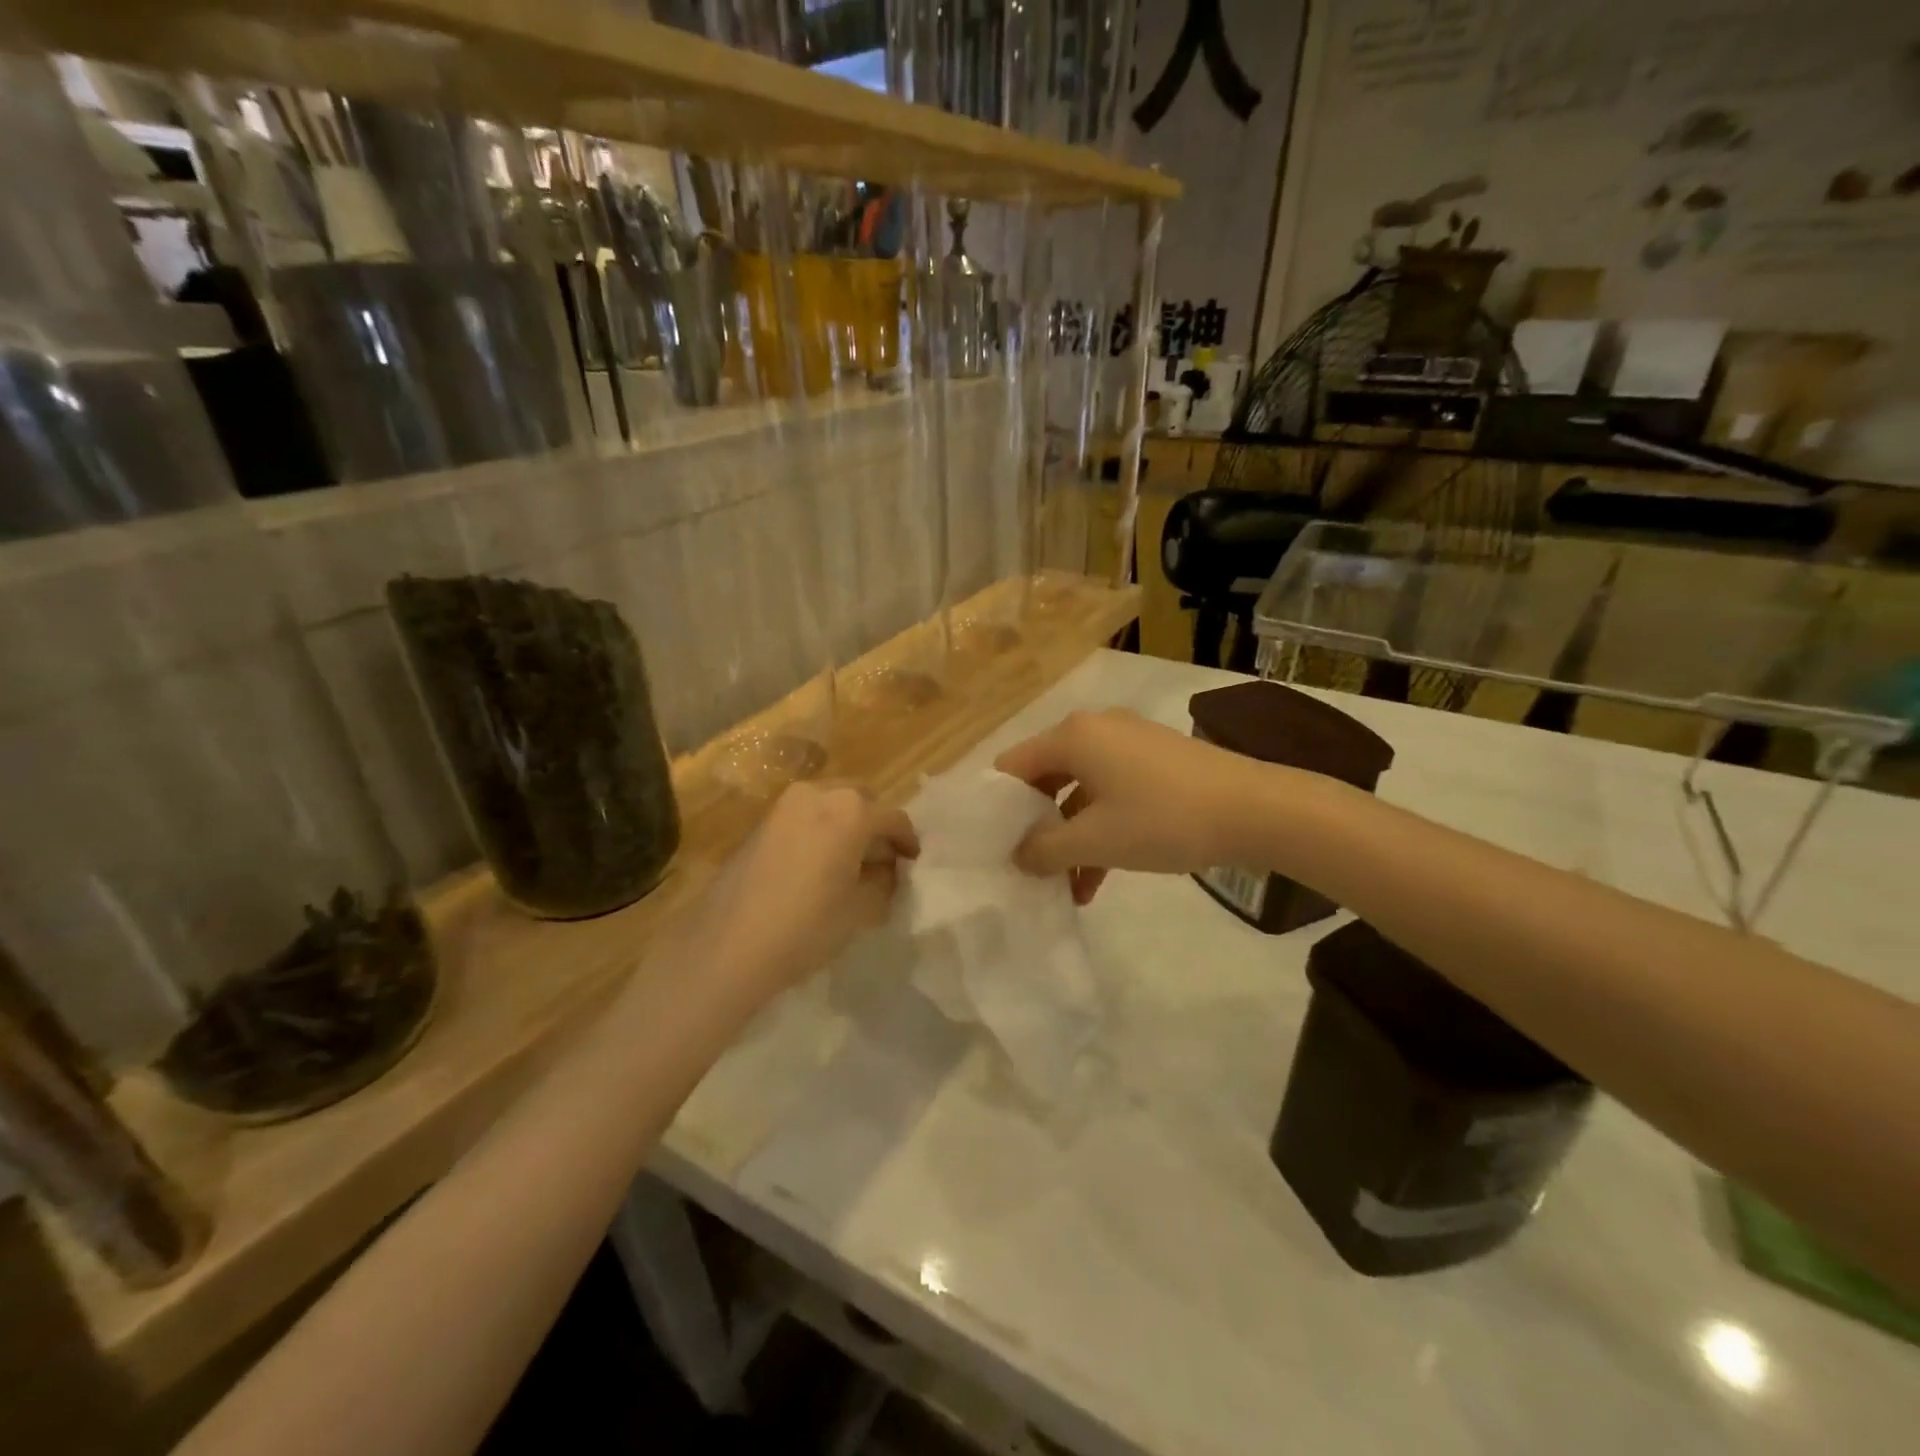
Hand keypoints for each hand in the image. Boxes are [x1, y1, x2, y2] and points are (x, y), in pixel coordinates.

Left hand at [692, 782, 918, 995]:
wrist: (728, 945)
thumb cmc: (806, 926)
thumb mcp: (861, 909)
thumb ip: (883, 881)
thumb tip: (884, 868)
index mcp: (851, 810)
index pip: (894, 818)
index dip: (908, 841)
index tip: (912, 862)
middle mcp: (818, 793)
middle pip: (861, 800)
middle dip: (875, 825)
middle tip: (880, 860)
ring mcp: (784, 805)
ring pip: (830, 804)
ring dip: (846, 826)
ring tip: (848, 863)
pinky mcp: (761, 822)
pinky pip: (804, 817)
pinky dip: (820, 831)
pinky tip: (817, 866)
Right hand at [995, 708, 1256, 903]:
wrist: (1255, 810)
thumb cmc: (1163, 819)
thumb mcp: (1095, 840)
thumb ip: (1044, 849)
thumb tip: (1018, 856)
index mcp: (1072, 736)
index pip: (1012, 766)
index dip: (997, 807)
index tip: (992, 847)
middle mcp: (1095, 729)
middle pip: (1044, 779)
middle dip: (1034, 827)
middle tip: (1025, 868)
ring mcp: (1128, 744)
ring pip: (1079, 792)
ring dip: (1069, 838)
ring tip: (1062, 887)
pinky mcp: (1154, 763)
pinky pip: (1110, 794)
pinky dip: (1099, 830)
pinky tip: (1096, 880)